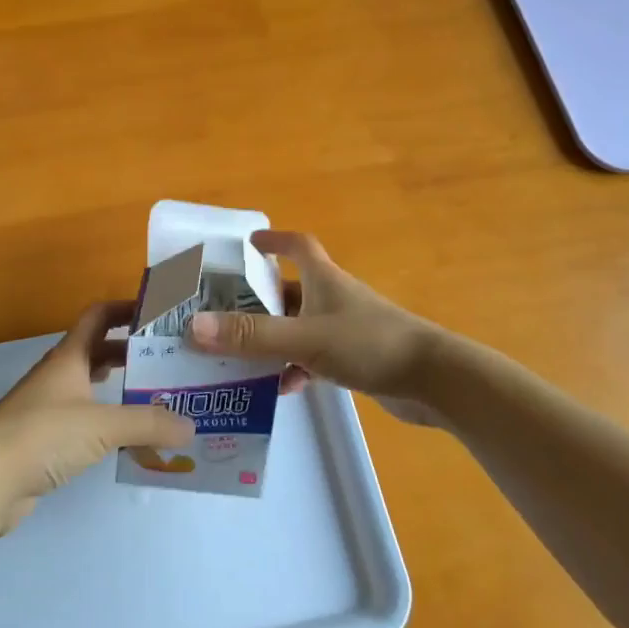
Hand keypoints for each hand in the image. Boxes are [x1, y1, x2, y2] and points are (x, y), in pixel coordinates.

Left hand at [0, 302, 193, 532]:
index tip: (159, 312)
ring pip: (92, 387)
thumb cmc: (42, 435)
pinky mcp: (44, 442)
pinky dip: (108, 424)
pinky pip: (85, 422)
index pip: (99, 315)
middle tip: (169, 361)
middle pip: (99, 351)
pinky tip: (129, 439)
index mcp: (69, 357)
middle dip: (132, 352)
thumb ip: (148, 424)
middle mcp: (59, 376)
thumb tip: (191, 427)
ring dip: (121, 389)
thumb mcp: (102, 425)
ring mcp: (48, 409)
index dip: (126, 307)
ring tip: (158, 398)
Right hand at [185, 231, 448, 425]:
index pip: (298, 245)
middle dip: (259, 298)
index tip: (249, 241)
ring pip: (299, 327)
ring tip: (238, 354)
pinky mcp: (356, 358)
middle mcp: (334, 298)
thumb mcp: (304, 338)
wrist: (434, 380)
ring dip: (273, 338)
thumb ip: (251, 335)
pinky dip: (296, 368)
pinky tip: (281, 388)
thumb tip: (194, 325)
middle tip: (222, 311)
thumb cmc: (369, 344)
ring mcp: (347, 329)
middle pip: (291, 289)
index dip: (274, 239)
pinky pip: (315, 357)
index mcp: (324, 279)